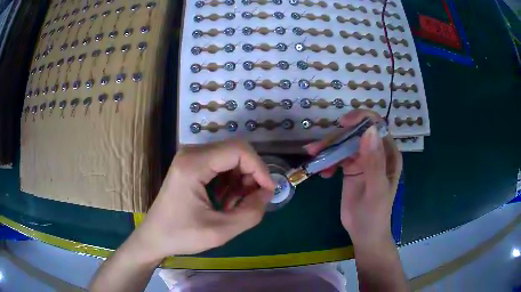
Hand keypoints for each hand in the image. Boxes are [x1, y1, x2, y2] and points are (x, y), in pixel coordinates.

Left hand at [130, 140, 274, 261]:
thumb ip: (251, 213)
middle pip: (235, 152)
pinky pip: (219, 165)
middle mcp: (191, 153)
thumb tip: (267, 193)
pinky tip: (225, 201)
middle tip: (252, 201)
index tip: (267, 192)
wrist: (154, 237)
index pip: (239, 151)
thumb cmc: (182, 236)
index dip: (260, 168)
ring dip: (240, 180)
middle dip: (250, 175)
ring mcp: (189, 158)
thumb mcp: (220, 231)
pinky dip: (229, 181)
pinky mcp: (190, 165)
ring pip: (229, 158)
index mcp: (194, 165)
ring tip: (235, 205)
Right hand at [305, 110, 401, 244]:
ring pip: (344, 144)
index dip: (361, 119)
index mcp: (388, 154)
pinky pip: (337, 157)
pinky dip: (328, 161)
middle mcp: (376, 153)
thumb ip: (374, 162)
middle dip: (337, 137)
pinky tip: (323, 173)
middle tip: (317, 148)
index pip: (377, 126)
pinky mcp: (351, 168)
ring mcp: (363, 160)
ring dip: (328, 148)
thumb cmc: (375, 214)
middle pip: (356, 133)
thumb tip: (369, 130)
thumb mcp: (376, 189)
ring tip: (313, 156)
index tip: (342, 124)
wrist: (364, 233)